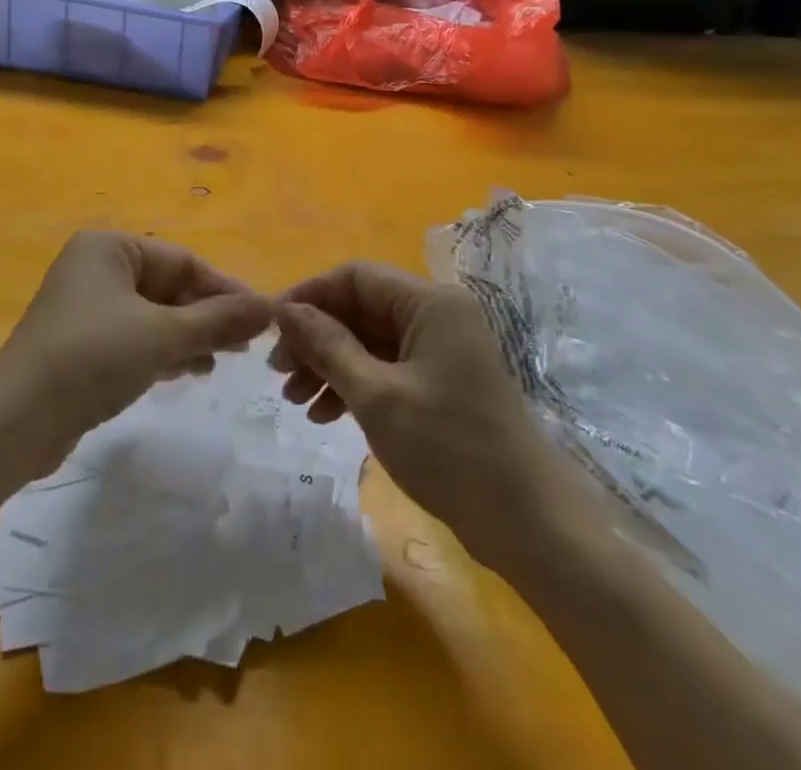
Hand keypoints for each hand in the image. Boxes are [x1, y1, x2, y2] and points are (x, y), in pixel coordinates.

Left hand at [0, 231, 273, 469]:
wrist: (16, 422)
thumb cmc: (92, 358)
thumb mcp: (163, 335)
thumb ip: (218, 320)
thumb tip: (270, 306)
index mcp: (109, 248)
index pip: (182, 260)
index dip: (225, 288)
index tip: (261, 317)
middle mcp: (96, 268)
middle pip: (168, 286)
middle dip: (207, 315)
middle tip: (246, 344)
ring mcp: (86, 307)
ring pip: (153, 314)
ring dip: (190, 335)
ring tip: (226, 359)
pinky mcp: (82, 344)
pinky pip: (135, 337)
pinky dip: (164, 350)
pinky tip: (191, 370)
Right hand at [271, 262, 593, 567]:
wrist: (529, 524)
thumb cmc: (450, 450)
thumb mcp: (377, 396)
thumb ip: (327, 346)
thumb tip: (285, 310)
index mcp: (430, 302)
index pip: (355, 277)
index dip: (309, 296)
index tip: (271, 327)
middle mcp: (436, 315)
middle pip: (360, 308)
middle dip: (315, 337)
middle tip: (277, 373)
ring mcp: (440, 350)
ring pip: (368, 340)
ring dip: (329, 364)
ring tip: (294, 400)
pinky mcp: (440, 382)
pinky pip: (385, 367)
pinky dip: (353, 384)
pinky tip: (324, 414)